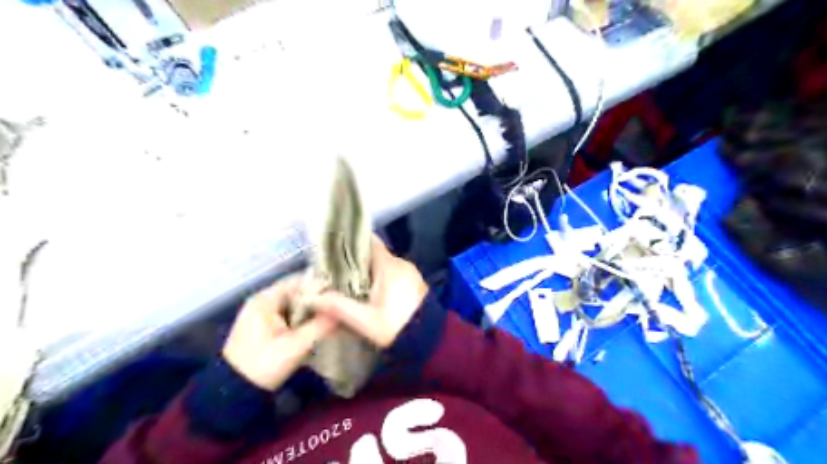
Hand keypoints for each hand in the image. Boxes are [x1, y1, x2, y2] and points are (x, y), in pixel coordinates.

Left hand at [223, 280, 335, 391]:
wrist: (234, 393)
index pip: (298, 280)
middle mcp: (262, 301)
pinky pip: (286, 314)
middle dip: (317, 298)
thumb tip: (344, 311)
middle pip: (296, 291)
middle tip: (340, 304)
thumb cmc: (264, 364)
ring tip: (333, 313)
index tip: (341, 292)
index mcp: (265, 299)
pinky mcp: (262, 326)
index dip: (320, 284)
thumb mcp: (296, 345)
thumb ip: (321, 325)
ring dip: (310, 309)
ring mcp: (260, 313)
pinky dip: (301, 317)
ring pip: (292, 304)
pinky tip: (317, 324)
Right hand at [310, 236, 425, 347]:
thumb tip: (313, 297)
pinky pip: (391, 274)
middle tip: (331, 271)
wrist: (430, 340)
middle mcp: (400, 263)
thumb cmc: (397, 327)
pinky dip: (377, 279)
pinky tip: (365, 292)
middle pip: (372, 254)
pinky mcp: (412, 283)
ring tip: (344, 282)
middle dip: (353, 261)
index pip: (369, 242)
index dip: (350, 242)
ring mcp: (409, 273)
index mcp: (389, 265)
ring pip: (381, 265)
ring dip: (365, 272)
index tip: (332, 248)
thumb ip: (339, 307)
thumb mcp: (366, 321)